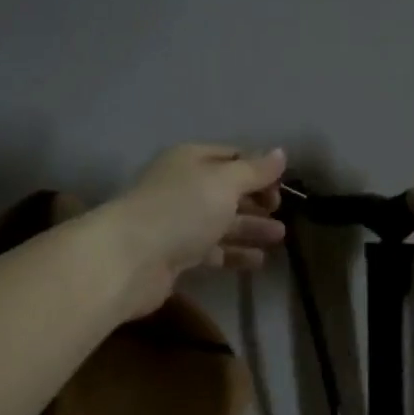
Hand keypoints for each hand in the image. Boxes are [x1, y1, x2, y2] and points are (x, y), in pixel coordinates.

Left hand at [104, 144, 286, 316]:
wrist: (130, 259)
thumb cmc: (181, 210)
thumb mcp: (224, 183)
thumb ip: (254, 170)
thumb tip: (281, 153)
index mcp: (190, 160)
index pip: (231, 157)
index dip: (259, 169)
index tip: (283, 187)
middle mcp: (183, 187)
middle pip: (226, 190)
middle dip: (256, 200)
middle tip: (282, 213)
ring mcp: (177, 222)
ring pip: (220, 222)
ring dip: (250, 228)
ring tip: (279, 237)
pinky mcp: (175, 255)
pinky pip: (212, 250)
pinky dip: (234, 253)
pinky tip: (258, 261)